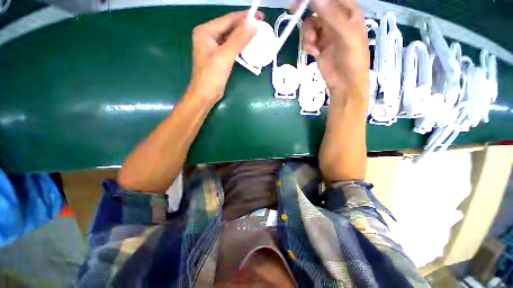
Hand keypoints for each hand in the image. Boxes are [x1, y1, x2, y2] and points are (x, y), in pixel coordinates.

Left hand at [188, 10, 263, 103]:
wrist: (205, 95)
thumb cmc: (211, 77)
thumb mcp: (225, 57)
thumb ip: (238, 39)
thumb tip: (253, 23)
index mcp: (206, 31)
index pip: (228, 19)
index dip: (245, 16)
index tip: (260, 15)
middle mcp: (208, 36)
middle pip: (230, 27)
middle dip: (245, 26)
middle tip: (261, 26)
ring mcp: (213, 47)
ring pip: (231, 38)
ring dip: (243, 37)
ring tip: (258, 35)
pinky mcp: (218, 57)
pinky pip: (231, 47)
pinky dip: (240, 47)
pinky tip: (248, 47)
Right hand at [300, 0, 368, 104]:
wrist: (344, 83)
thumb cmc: (352, 58)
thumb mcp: (346, 34)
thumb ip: (331, 15)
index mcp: (348, 12)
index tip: (302, 0)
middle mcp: (336, 19)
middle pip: (317, 7)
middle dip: (306, 10)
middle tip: (293, 10)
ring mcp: (326, 33)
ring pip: (310, 24)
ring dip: (307, 34)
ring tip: (312, 45)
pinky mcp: (318, 45)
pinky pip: (307, 38)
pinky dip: (307, 44)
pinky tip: (313, 52)